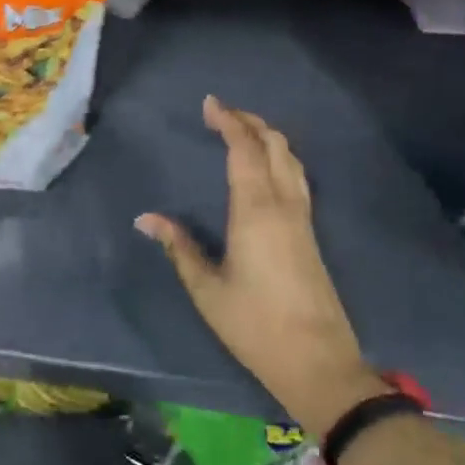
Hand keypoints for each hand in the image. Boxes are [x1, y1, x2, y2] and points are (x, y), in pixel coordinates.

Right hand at [136, 96, 384, 436]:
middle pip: (273, 144)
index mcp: (256, 209)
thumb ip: (179, 248)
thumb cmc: (256, 325)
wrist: (319, 361)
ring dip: (267, 136)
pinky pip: (296, 175)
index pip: (244, 149)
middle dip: (249, 121)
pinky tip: (268, 166)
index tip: (210, 103)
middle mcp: (283, 203)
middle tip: (222, 113)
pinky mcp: (310, 231)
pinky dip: (279, 156)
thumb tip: (145, 219)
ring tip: (243, 130)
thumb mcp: (208, 290)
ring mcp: (302, 216)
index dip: (229, 121)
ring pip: (290, 158)